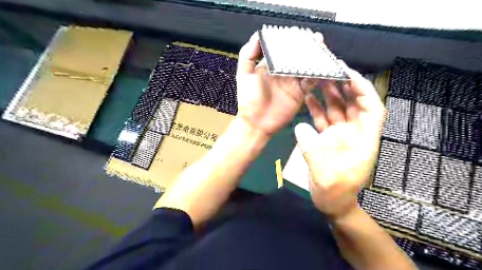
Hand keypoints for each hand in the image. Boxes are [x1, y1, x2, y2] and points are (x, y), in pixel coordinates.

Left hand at [237, 31, 318, 137]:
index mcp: (270, 66)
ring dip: (315, 59)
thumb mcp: (244, 75)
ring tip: (323, 50)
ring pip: (307, 68)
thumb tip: (257, 35)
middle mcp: (283, 73)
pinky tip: (325, 67)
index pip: (283, 50)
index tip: (300, 33)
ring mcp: (293, 83)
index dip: (292, 41)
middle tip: (317, 39)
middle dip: (308, 48)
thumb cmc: (248, 99)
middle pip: (298, 57)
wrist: (256, 122)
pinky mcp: (300, 94)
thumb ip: (248, 55)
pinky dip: (318, 75)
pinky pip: (311, 82)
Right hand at [294, 65, 384, 220]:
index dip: (363, 90)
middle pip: (354, 104)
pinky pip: (324, 118)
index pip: (372, 109)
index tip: (349, 75)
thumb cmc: (335, 194)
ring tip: (317, 78)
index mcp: (363, 141)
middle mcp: (354, 134)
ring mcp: (340, 135)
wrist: (332, 204)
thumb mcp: (324, 177)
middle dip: (344, 86)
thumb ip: (312, 152)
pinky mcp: (328, 138)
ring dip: (329, 93)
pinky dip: (317, 107)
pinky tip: (309, 97)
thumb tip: (300, 126)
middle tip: (329, 70)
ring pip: (338, 109)